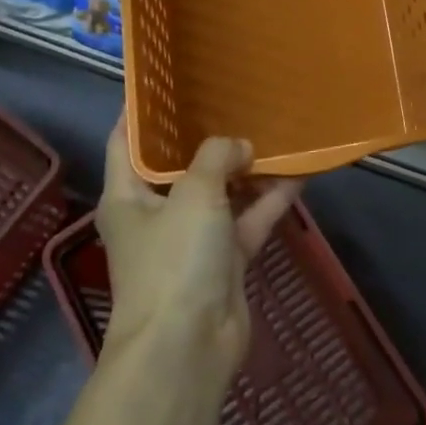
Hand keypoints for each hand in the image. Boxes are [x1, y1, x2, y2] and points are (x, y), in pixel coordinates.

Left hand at [96, 118, 303, 382]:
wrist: (188, 347)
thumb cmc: (174, 259)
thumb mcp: (193, 193)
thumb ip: (217, 156)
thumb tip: (240, 147)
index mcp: (127, 195)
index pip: (125, 140)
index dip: (140, 109)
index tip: (165, 77)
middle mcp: (156, 213)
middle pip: (179, 163)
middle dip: (206, 134)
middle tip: (233, 95)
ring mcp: (192, 238)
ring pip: (222, 191)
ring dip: (246, 167)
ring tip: (273, 127)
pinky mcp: (224, 259)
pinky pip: (249, 218)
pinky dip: (270, 199)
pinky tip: (300, 171)